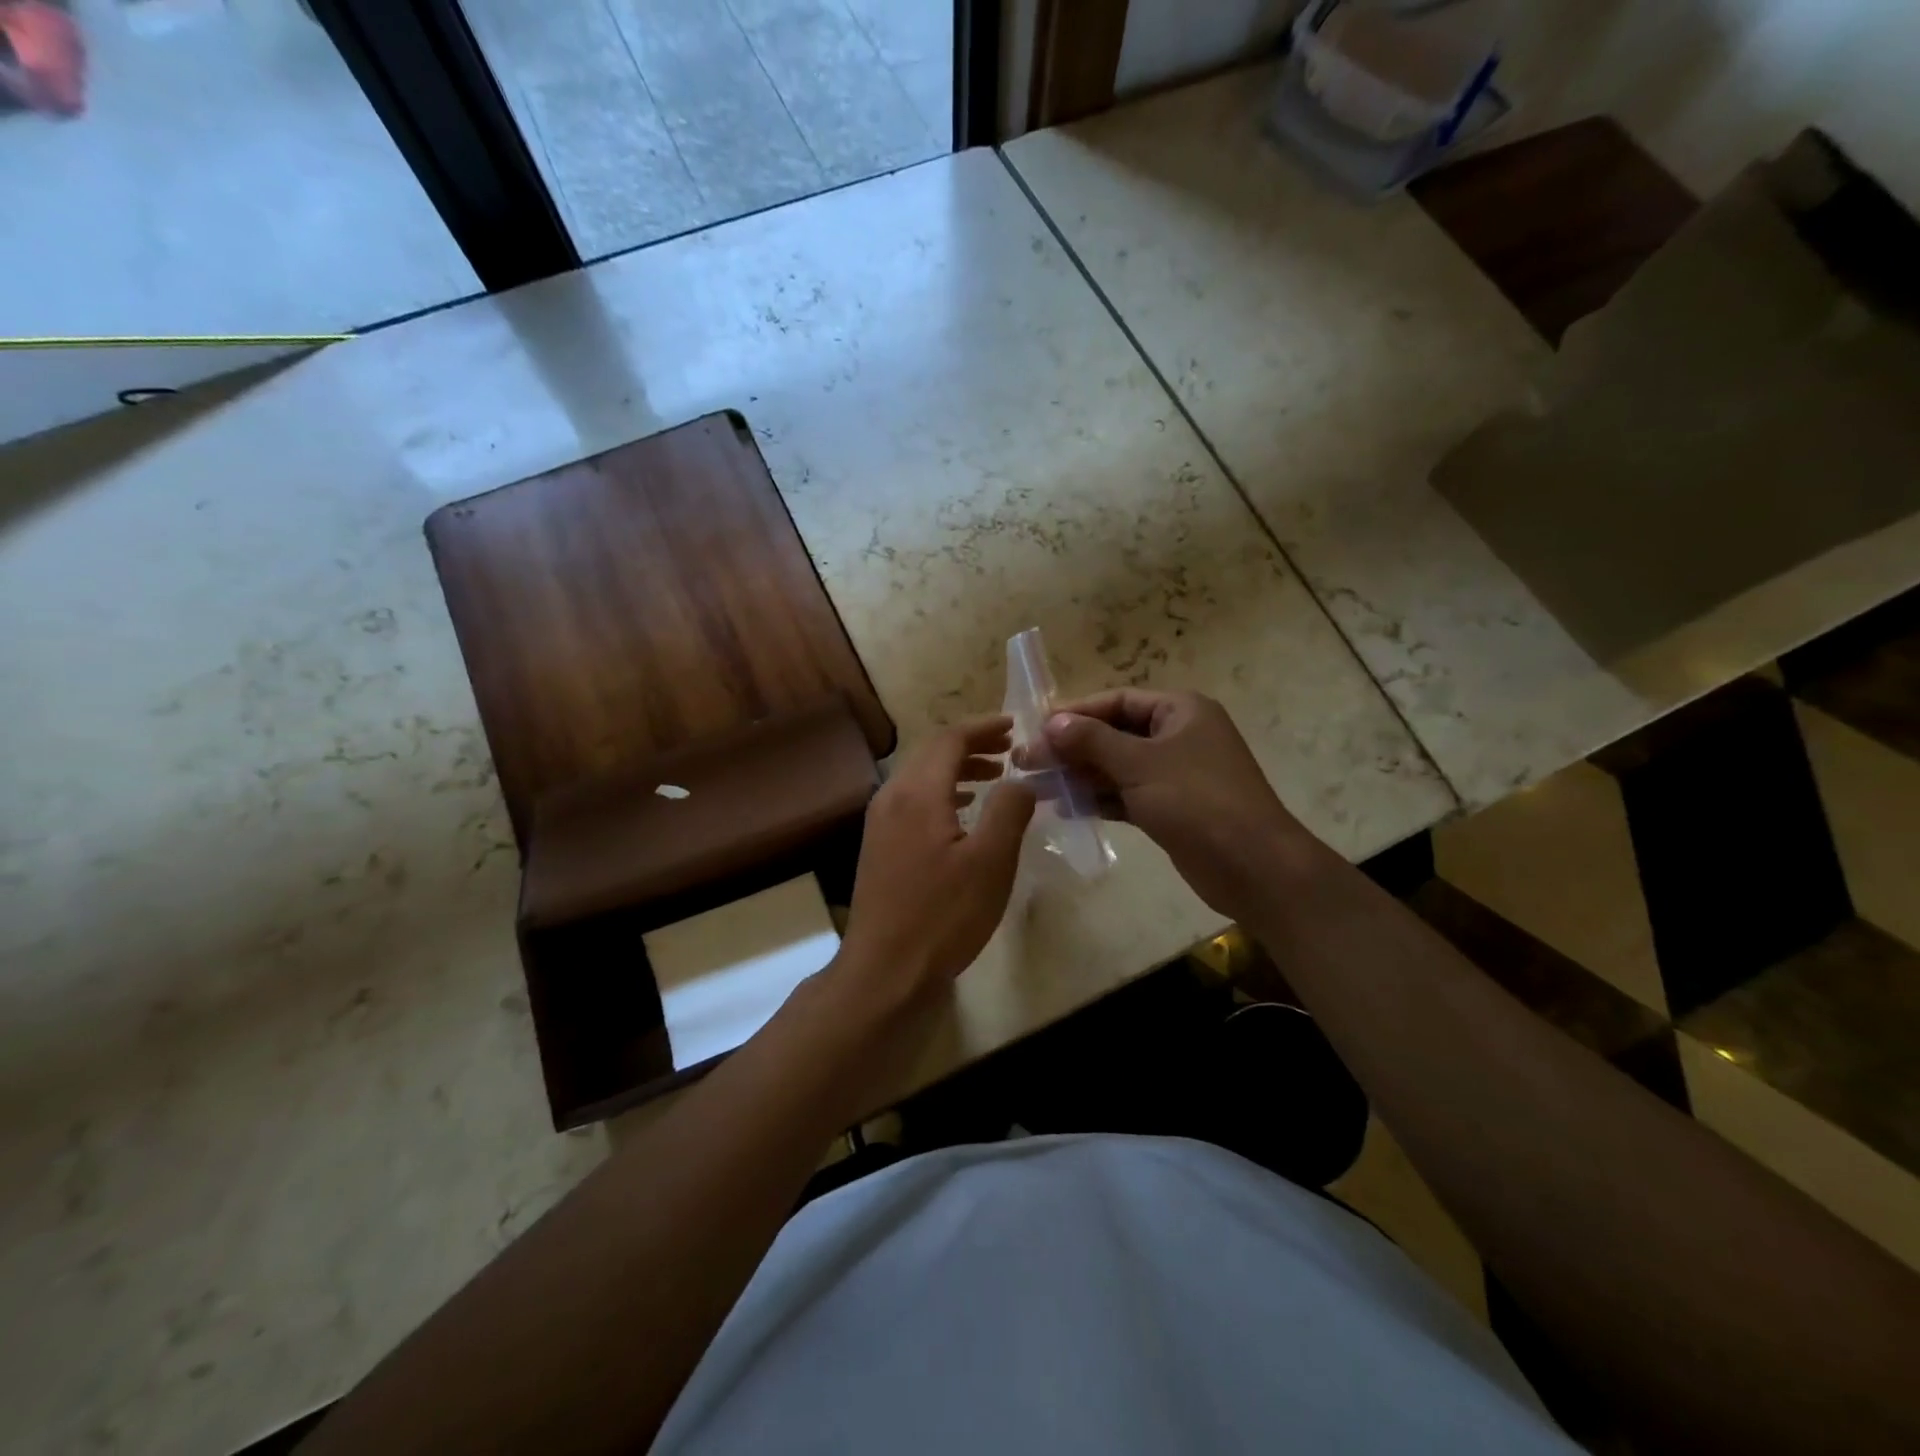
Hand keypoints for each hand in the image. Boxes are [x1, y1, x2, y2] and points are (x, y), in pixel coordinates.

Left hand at [827, 715, 1035, 1017]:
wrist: (886, 970)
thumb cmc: (943, 915)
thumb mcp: (991, 862)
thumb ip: (1009, 810)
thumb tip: (1021, 780)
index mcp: (917, 793)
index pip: (950, 739)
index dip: (983, 727)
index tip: (1014, 725)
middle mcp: (892, 797)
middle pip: (931, 753)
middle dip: (971, 745)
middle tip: (1009, 748)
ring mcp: (880, 823)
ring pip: (920, 777)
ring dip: (957, 769)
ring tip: (994, 776)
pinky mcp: (878, 846)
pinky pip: (912, 801)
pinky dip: (941, 794)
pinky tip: (962, 812)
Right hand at [1041, 689, 1308, 917]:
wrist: (1253, 866)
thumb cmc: (1197, 801)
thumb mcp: (1140, 764)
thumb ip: (1092, 741)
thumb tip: (1051, 722)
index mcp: (1180, 711)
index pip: (1117, 701)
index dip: (1075, 713)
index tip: (1036, 728)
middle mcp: (1178, 736)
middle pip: (1115, 735)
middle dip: (1073, 748)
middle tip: (1028, 762)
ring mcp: (1176, 774)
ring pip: (1118, 767)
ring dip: (1081, 775)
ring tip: (1039, 786)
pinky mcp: (1171, 808)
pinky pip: (1127, 795)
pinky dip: (1100, 799)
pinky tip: (1066, 809)